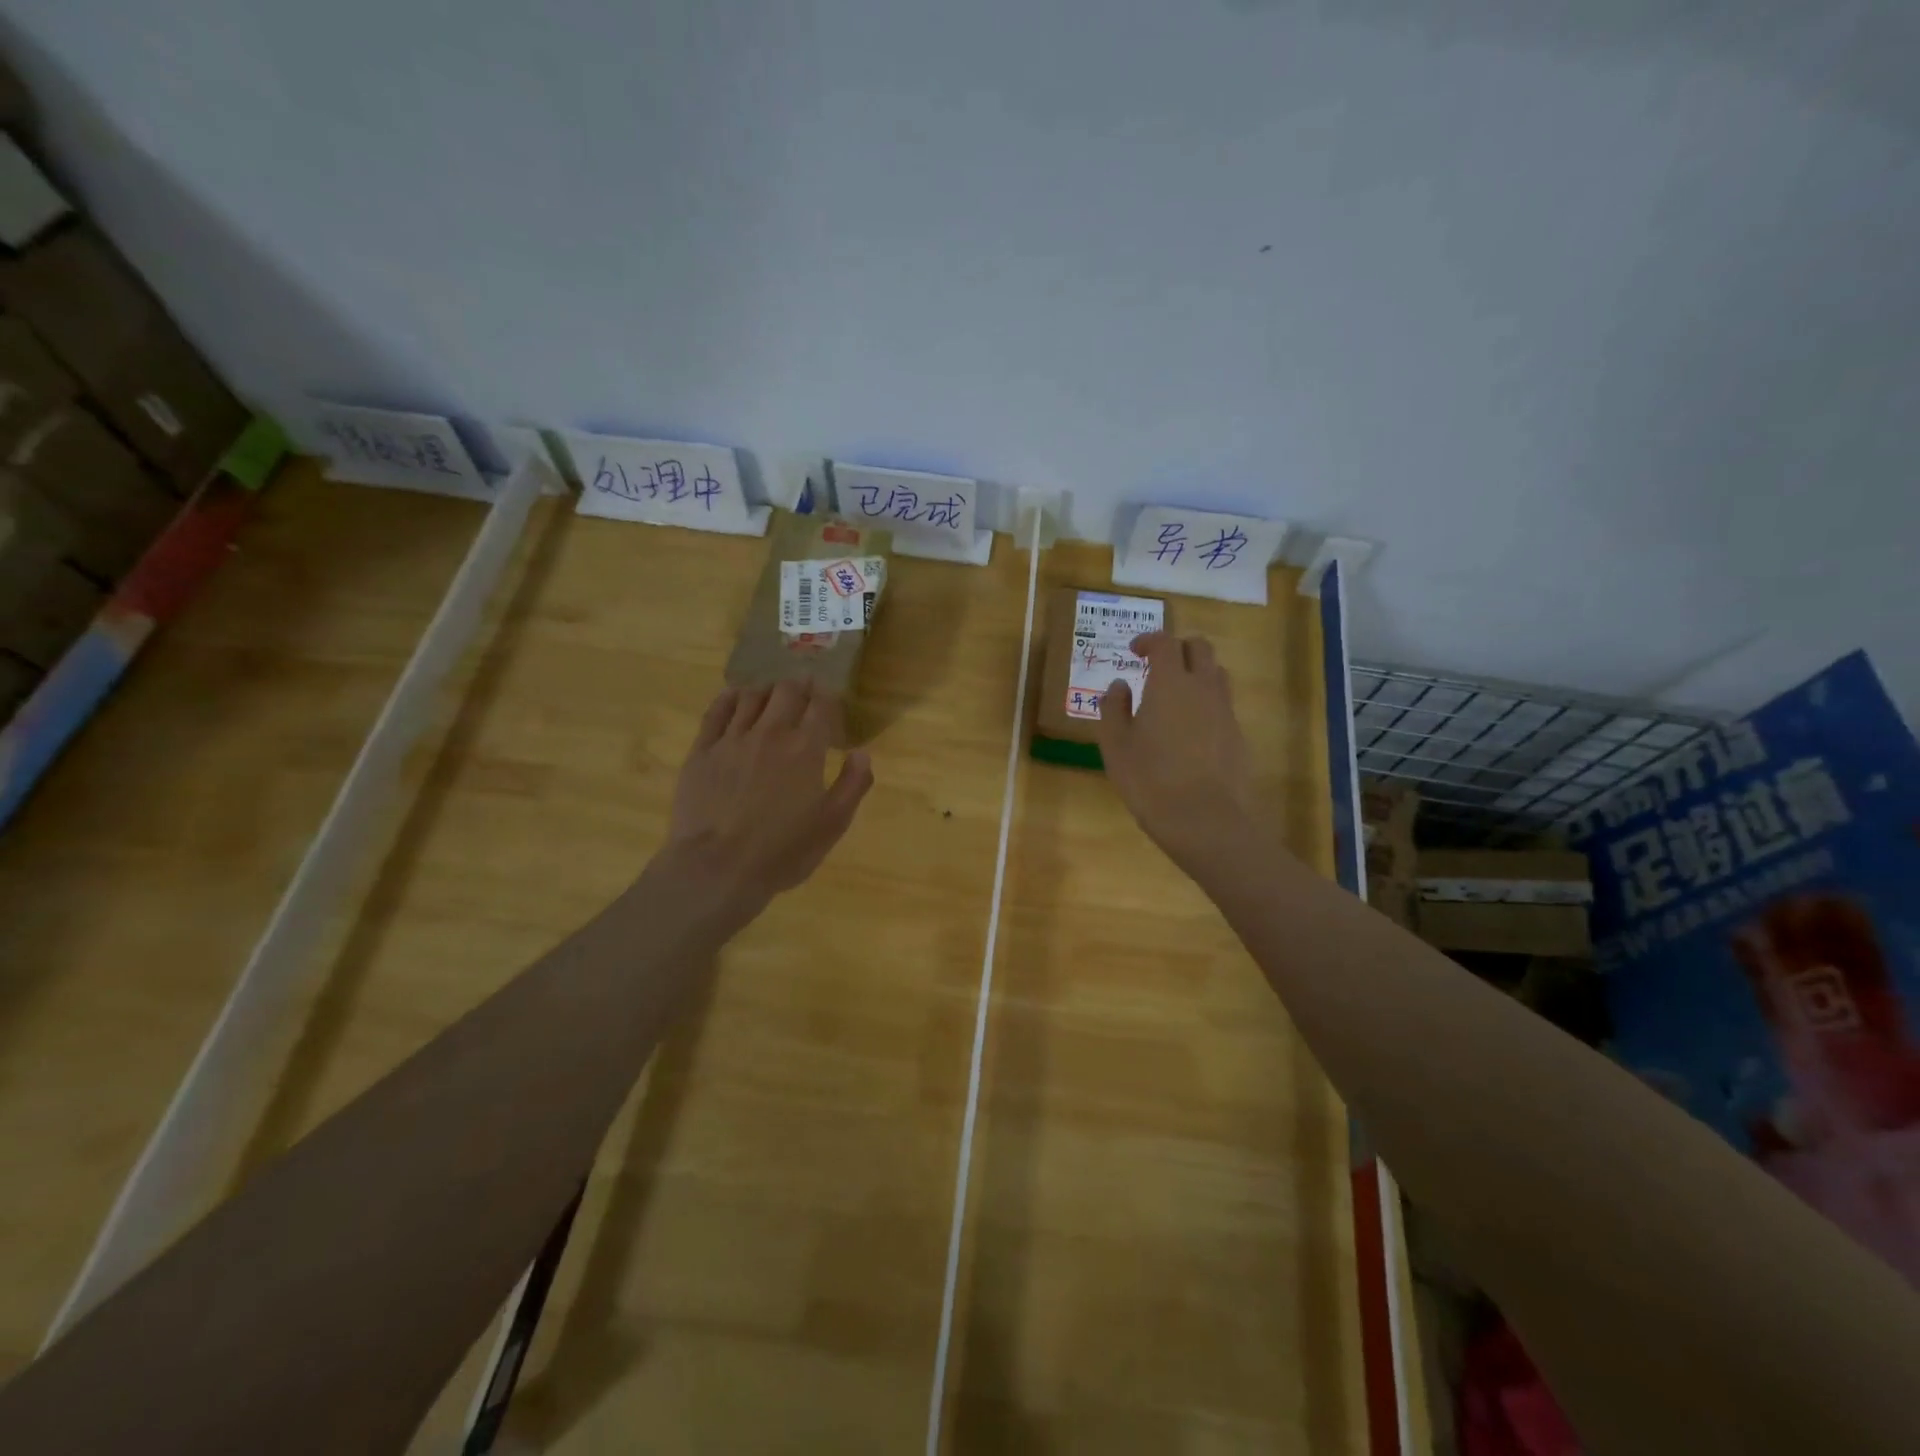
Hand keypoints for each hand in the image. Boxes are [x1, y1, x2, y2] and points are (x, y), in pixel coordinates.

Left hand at [658, 679, 872, 926]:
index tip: (831, 699)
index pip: (821, 705)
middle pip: (787, 691)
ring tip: (772, 694)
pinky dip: (730, 698)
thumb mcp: (833, 825)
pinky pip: (716, 711)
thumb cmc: (783, 851)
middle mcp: (770, 733)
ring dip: (767, 690)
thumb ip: (853, 784)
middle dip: (800, 686)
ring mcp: (732, 739)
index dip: (829, 697)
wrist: (717, 868)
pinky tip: (735, 697)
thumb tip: (862, 752)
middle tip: (804, 689)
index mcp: (806, 748)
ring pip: (751, 696)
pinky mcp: (702, 751)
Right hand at [1095, 633, 1265, 883]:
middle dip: (1178, 649)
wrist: (1206, 820)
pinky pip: (1223, 704)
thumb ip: (1113, 709)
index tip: (1133, 651)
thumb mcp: (1116, 746)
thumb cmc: (1150, 780)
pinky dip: (1206, 703)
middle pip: (1199, 648)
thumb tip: (1119, 686)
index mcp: (1170, 683)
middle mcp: (1203, 687)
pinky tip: (1189, 731)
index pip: (1165, 643)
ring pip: (1216, 673)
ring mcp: (1226, 711)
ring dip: (1196, 673)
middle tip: (1156, 667)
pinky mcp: (1238, 735)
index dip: (1148, 641)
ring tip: (1174, 696)